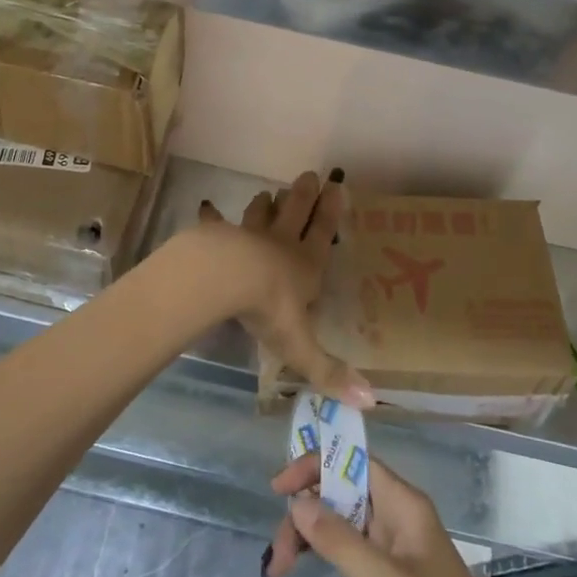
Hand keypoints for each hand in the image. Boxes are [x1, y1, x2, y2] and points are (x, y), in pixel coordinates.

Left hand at [180, 170, 372, 407]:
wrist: (224, 277)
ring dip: (265, 204)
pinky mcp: (218, 236)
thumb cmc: (269, 308)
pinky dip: (213, 216)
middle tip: (308, 174)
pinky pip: (216, 223)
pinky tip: (207, 207)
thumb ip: (329, 372)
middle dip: (303, 196)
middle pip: (295, 213)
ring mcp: (247, 237)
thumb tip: (369, 402)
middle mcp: (280, 245)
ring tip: (268, 192)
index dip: (331, 213)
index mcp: (305, 266)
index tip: (337, 186)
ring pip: (260, 215)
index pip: (323, 235)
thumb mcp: (301, 345)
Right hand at [266, 451, 495, 576]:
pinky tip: (309, 570)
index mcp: (403, 502)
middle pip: (342, 492)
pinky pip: (352, 549)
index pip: (353, 462)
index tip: (277, 488)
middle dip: (306, 513)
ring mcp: (397, 546)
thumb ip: (339, 540)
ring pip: (343, 522)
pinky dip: (327, 555)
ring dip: (312, 536)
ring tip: (281, 569)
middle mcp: (399, 515)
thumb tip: (297, 502)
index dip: (314, 465)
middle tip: (277, 557)